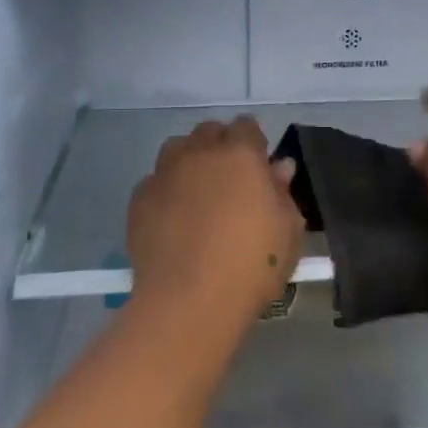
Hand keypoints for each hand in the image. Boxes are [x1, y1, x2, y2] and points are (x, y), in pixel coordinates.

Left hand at [126, 117, 305, 330]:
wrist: (189, 302)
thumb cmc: (251, 266)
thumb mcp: (288, 231)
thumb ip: (283, 193)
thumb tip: (279, 167)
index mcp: (240, 154)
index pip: (246, 126)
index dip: (253, 143)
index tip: (258, 167)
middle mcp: (200, 154)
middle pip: (209, 131)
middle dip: (220, 146)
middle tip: (229, 180)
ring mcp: (165, 174)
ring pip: (177, 149)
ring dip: (189, 160)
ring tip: (198, 192)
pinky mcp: (140, 199)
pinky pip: (155, 181)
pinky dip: (166, 190)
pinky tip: (173, 218)